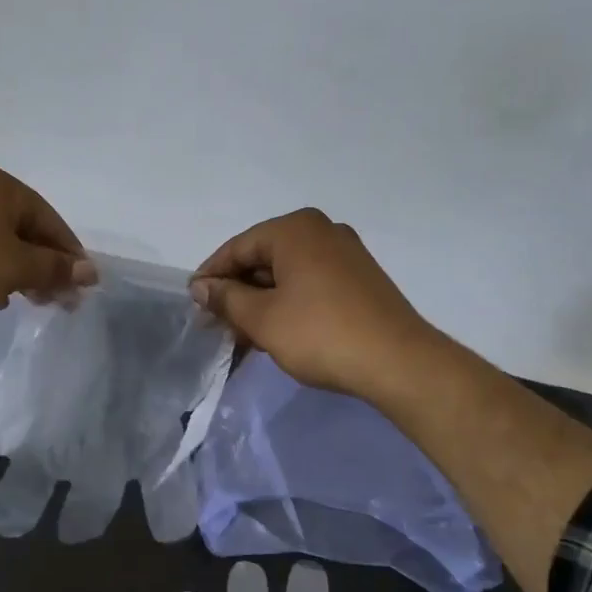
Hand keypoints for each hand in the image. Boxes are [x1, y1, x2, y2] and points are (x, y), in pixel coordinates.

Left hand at [0, 167, 94, 317]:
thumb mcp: (16, 266)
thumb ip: (54, 269)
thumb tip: (90, 272)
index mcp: (4, 189)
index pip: (52, 222)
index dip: (71, 256)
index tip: (83, 289)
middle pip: (28, 233)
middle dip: (46, 268)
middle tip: (60, 302)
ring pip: (2, 247)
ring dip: (21, 275)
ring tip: (30, 303)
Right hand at [190, 208, 429, 402]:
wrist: (398, 362)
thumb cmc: (319, 333)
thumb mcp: (262, 318)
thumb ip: (226, 298)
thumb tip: (200, 286)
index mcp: (295, 229)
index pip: (238, 247)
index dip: (211, 276)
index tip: (193, 303)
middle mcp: (322, 231)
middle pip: (263, 258)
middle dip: (238, 291)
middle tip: (217, 323)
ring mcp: (346, 254)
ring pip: (287, 274)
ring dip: (261, 301)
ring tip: (243, 334)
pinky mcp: (360, 279)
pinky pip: (310, 283)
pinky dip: (288, 303)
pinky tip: (276, 331)